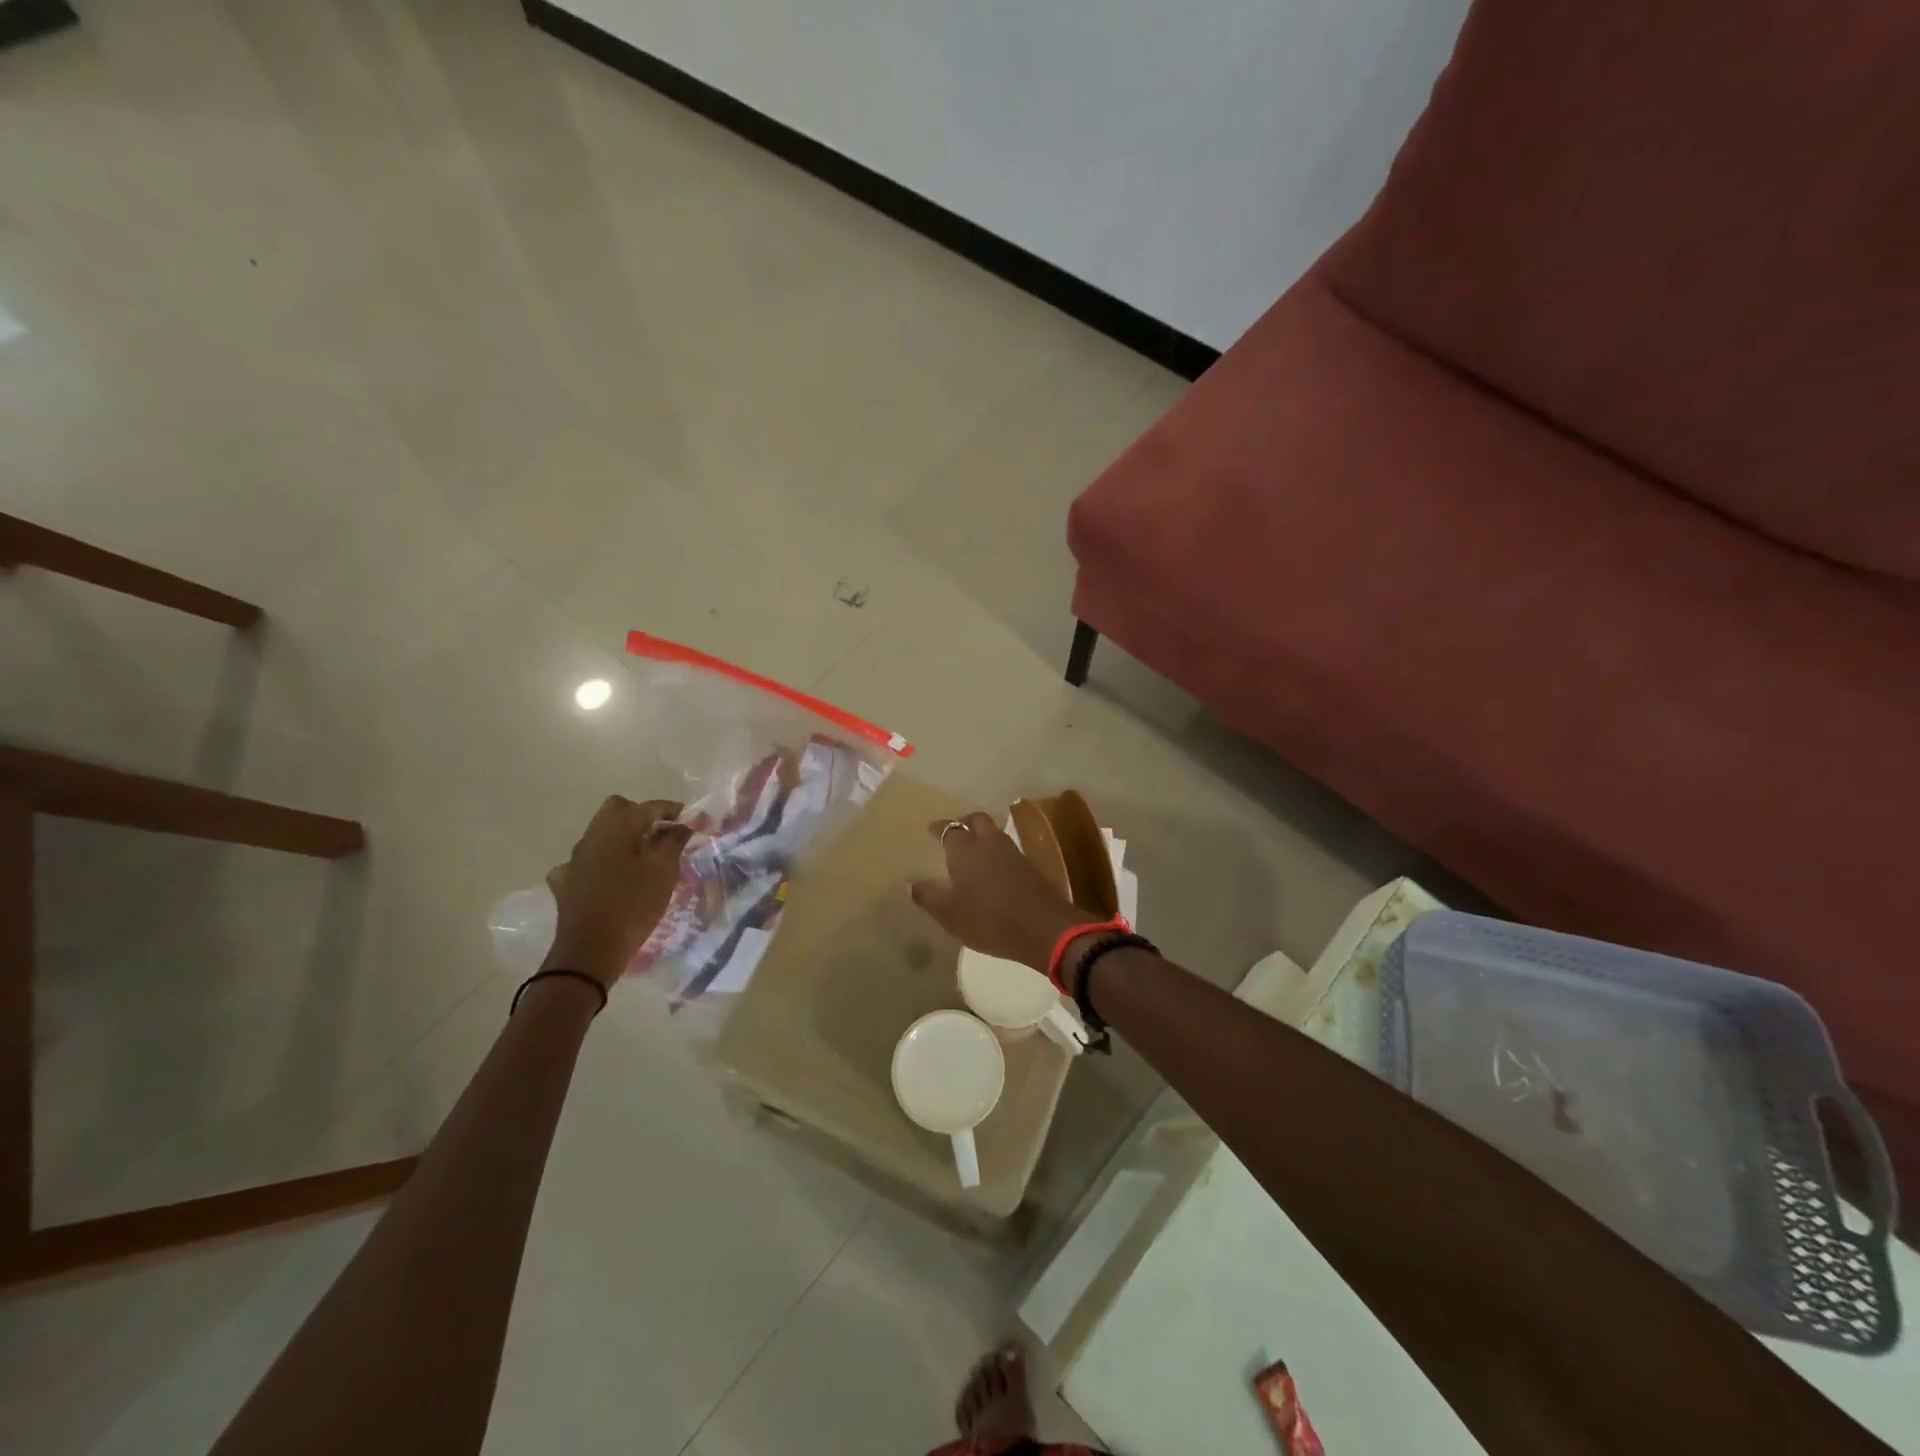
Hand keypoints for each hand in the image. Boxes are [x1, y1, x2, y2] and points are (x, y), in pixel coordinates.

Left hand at [543, 796, 690, 990]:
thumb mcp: (664, 871)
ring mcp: (574, 861)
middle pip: (617, 811)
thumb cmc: (633, 905)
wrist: (590, 951)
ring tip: (644, 858)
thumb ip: (674, 841)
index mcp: (615, 829)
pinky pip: (587, 863)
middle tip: (664, 835)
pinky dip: (603, 864)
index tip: (692, 822)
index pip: (648, 807)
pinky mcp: (567, 884)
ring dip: (624, 839)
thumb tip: (682, 824)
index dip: (673, 810)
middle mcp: (590, 838)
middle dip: (642, 817)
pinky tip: (612, 879)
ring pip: (601, 836)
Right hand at [909, 812, 1097, 971]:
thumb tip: (910, 883)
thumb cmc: (989, 920)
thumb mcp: (950, 915)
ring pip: (993, 832)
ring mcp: (1012, 852)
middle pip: (976, 820)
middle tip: (954, 832)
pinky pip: (1005, 848)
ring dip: (981, 834)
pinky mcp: (1029, 866)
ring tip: (971, 849)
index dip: (939, 828)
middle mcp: (989, 843)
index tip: (931, 829)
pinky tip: (991, 867)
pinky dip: (994, 850)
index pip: (949, 829)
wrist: (1044, 928)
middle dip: (963, 822)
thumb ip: (928, 896)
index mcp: (966, 850)